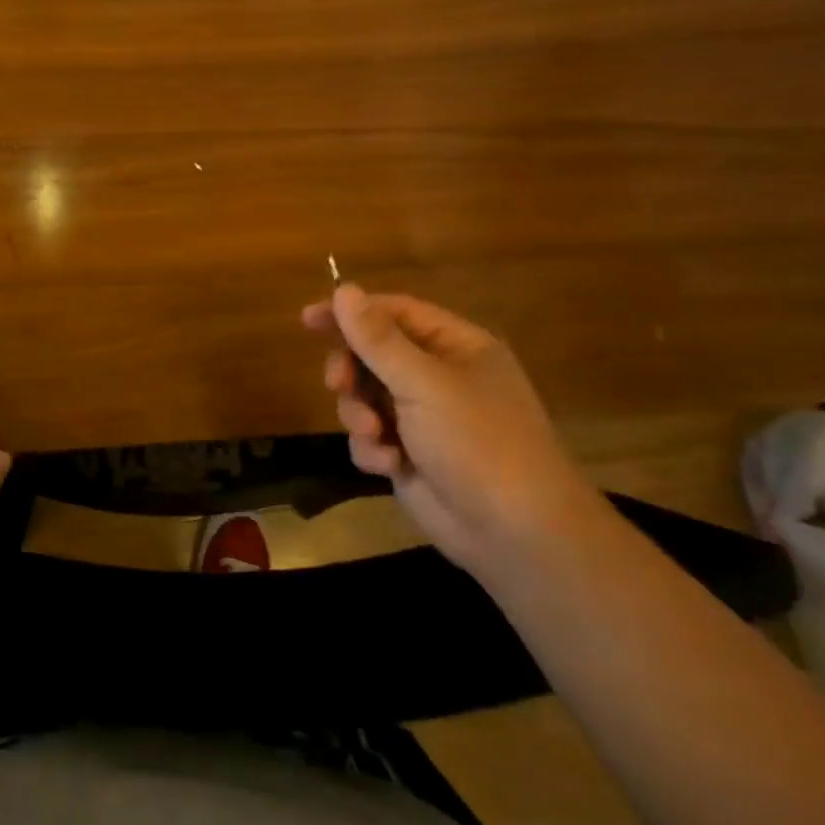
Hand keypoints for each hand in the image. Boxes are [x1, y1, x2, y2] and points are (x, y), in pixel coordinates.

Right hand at [302, 286, 605, 575]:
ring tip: (375, 436)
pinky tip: (389, 466)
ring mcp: (423, 418)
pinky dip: (373, 449)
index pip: (394, 312)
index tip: (309, 318)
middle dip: (352, 372)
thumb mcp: (424, 383)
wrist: (515, 535)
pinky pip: (370, 436)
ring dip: (360, 415)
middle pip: (373, 355)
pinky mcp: (409, 455)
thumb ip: (378, 339)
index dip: (351, 312)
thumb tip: (343, 289)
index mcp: (455, 347)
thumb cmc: (478, 443)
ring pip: (365, 398)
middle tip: (338, 385)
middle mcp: (439, 377)